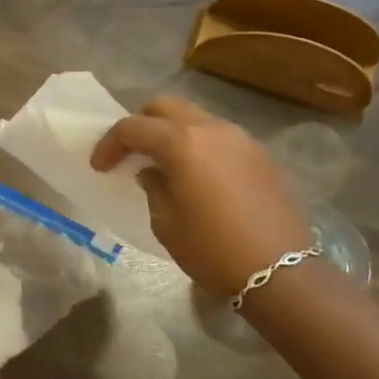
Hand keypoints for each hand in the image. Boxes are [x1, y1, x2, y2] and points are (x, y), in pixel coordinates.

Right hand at [90, 96, 313, 296]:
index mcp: (181, 143)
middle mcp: (211, 129)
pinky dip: (199, 145)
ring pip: (195, 118)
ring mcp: (240, 139)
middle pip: (165, 107)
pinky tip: (197, 175)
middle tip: (130, 152)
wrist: (279, 271)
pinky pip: (219, 137)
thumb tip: (153, 172)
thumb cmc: (212, 249)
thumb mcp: (166, 223)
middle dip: (141, 124)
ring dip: (172, 132)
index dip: (110, 144)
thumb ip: (153, 187)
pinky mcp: (260, 155)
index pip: (133, 128)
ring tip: (163, 163)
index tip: (99, 166)